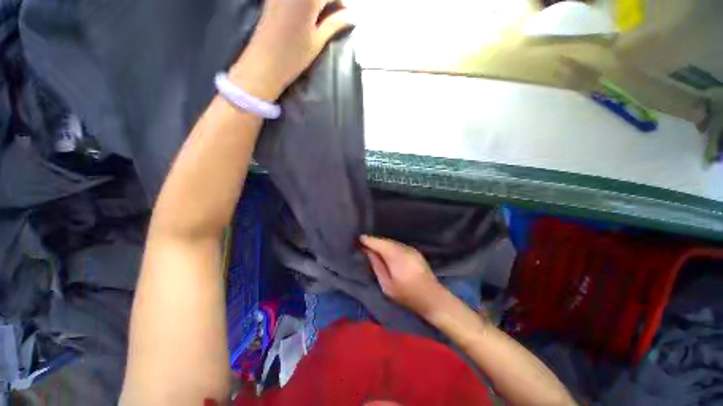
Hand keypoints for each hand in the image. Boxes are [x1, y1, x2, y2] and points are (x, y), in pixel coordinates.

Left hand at [230, 0, 351, 100]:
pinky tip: (309, 14)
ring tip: (322, 17)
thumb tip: (352, 15)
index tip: (347, 14)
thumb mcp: (318, 39)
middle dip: (329, 2)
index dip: (342, 3)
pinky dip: (307, 5)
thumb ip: (335, 23)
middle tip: (336, 16)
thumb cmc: (294, 54)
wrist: (265, 62)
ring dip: (318, 5)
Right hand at [361, 236, 447, 317]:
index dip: (368, 240)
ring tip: (373, 247)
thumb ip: (377, 265)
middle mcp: (403, 248)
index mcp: (395, 256)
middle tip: (363, 243)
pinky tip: (386, 251)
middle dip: (374, 241)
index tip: (359, 239)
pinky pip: (398, 245)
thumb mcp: (386, 285)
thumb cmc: (406, 294)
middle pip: (385, 241)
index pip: (378, 243)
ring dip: (382, 243)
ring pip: (392, 242)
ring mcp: (410, 248)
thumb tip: (368, 251)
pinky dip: (390, 246)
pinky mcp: (414, 251)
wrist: (432, 297)